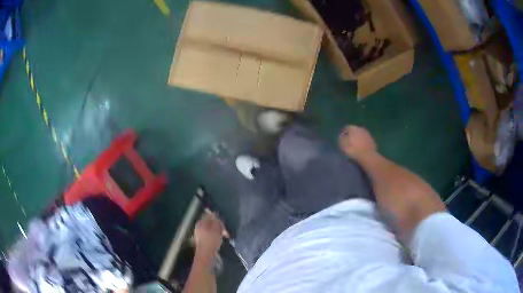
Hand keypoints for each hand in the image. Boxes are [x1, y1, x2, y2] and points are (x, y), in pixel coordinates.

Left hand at [193, 211, 226, 257]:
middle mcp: (198, 226)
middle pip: (209, 223)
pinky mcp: (200, 240)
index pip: (209, 216)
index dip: (217, 219)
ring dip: (217, 232)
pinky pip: (208, 234)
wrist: (205, 254)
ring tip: (223, 237)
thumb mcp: (216, 229)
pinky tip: (218, 241)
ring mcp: (198, 233)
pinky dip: (214, 236)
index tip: (224, 225)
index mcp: (201, 223)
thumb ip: (216, 221)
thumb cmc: (211, 241)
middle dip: (218, 226)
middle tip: (225, 233)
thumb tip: (215, 214)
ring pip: (209, 229)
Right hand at [338, 125, 376, 157]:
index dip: (343, 133)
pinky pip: (365, 140)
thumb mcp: (342, 144)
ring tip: (355, 146)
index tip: (341, 139)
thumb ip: (341, 138)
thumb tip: (341, 135)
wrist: (368, 156)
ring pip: (360, 135)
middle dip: (351, 135)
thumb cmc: (353, 149)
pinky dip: (362, 142)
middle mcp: (360, 128)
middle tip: (348, 142)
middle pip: (354, 130)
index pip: (346, 127)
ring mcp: (367, 134)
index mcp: (353, 128)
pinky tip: (361, 148)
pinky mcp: (372, 140)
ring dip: (357, 139)